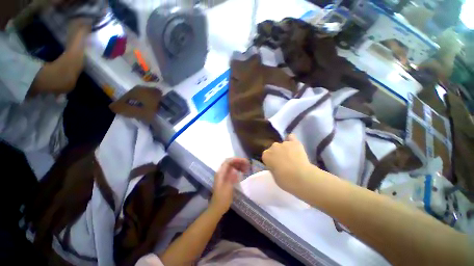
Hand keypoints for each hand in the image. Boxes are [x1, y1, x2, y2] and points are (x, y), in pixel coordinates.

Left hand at [210, 158, 249, 214]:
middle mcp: (221, 172)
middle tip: (247, 165)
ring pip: (231, 166)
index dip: (236, 159)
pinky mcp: (225, 179)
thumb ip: (231, 177)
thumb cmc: (223, 199)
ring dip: (239, 166)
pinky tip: (243, 172)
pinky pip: (232, 171)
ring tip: (247, 168)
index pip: (228, 161)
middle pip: (230, 163)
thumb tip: (235, 170)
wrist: (217, 208)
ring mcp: (223, 175)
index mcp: (220, 173)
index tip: (244, 161)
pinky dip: (237, 170)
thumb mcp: (228, 188)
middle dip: (239, 162)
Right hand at [262, 134, 313, 192]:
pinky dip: (291, 140)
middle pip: (273, 148)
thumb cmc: (285, 180)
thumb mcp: (274, 176)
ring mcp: (284, 143)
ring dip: (285, 149)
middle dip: (277, 154)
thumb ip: (272, 167)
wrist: (301, 177)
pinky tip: (294, 145)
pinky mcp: (294, 142)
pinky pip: (291, 137)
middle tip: (283, 162)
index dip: (271, 161)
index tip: (275, 166)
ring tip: (292, 157)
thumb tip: (275, 165)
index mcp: (266, 155)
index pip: (266, 155)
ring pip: (282, 144)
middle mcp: (273, 147)